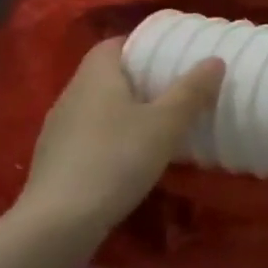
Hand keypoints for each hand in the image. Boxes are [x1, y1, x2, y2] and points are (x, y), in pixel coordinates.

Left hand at [18, 40, 224, 236]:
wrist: (58, 223)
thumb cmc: (117, 159)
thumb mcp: (166, 124)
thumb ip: (191, 91)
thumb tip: (215, 60)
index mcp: (95, 76)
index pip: (113, 44)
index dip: (140, 45)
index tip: (167, 55)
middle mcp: (70, 95)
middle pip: (105, 75)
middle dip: (136, 78)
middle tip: (172, 88)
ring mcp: (57, 129)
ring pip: (95, 106)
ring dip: (121, 110)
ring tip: (155, 123)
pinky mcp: (53, 161)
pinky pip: (86, 134)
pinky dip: (108, 136)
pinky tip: (127, 157)